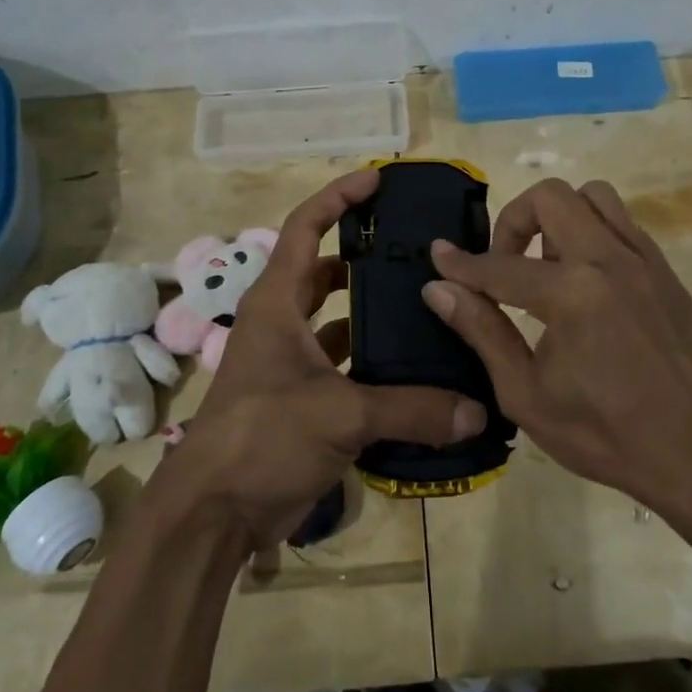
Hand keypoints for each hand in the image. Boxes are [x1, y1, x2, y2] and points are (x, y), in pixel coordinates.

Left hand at [164, 169, 487, 549]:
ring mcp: (291, 363)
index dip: (337, 197)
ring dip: (372, 313)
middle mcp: (282, 323)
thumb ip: (412, 409)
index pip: (304, 228)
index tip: (377, 180)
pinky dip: (373, 363)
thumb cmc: (262, 437)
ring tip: (426, 305)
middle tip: (417, 251)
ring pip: (337, 321)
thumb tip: (477, 411)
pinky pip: (344, 365)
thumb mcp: (339, 414)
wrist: (215, 511)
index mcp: (277, 303)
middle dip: (365, 257)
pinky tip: (414, 370)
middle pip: (324, 272)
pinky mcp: (302, 398)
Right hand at [422, 177, 691, 516]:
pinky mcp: (666, 271)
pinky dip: (592, 234)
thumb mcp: (525, 393)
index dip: (461, 263)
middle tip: (504, 265)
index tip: (438, 255)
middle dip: (514, 221)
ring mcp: (644, 260)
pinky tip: (585, 282)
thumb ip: (482, 331)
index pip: (500, 266)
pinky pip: (622, 224)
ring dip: (558, 219)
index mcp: (572, 294)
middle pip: (550, 197)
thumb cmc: (601, 433)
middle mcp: (609, 260)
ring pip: (593, 197)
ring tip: (548, 267)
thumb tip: (438, 288)